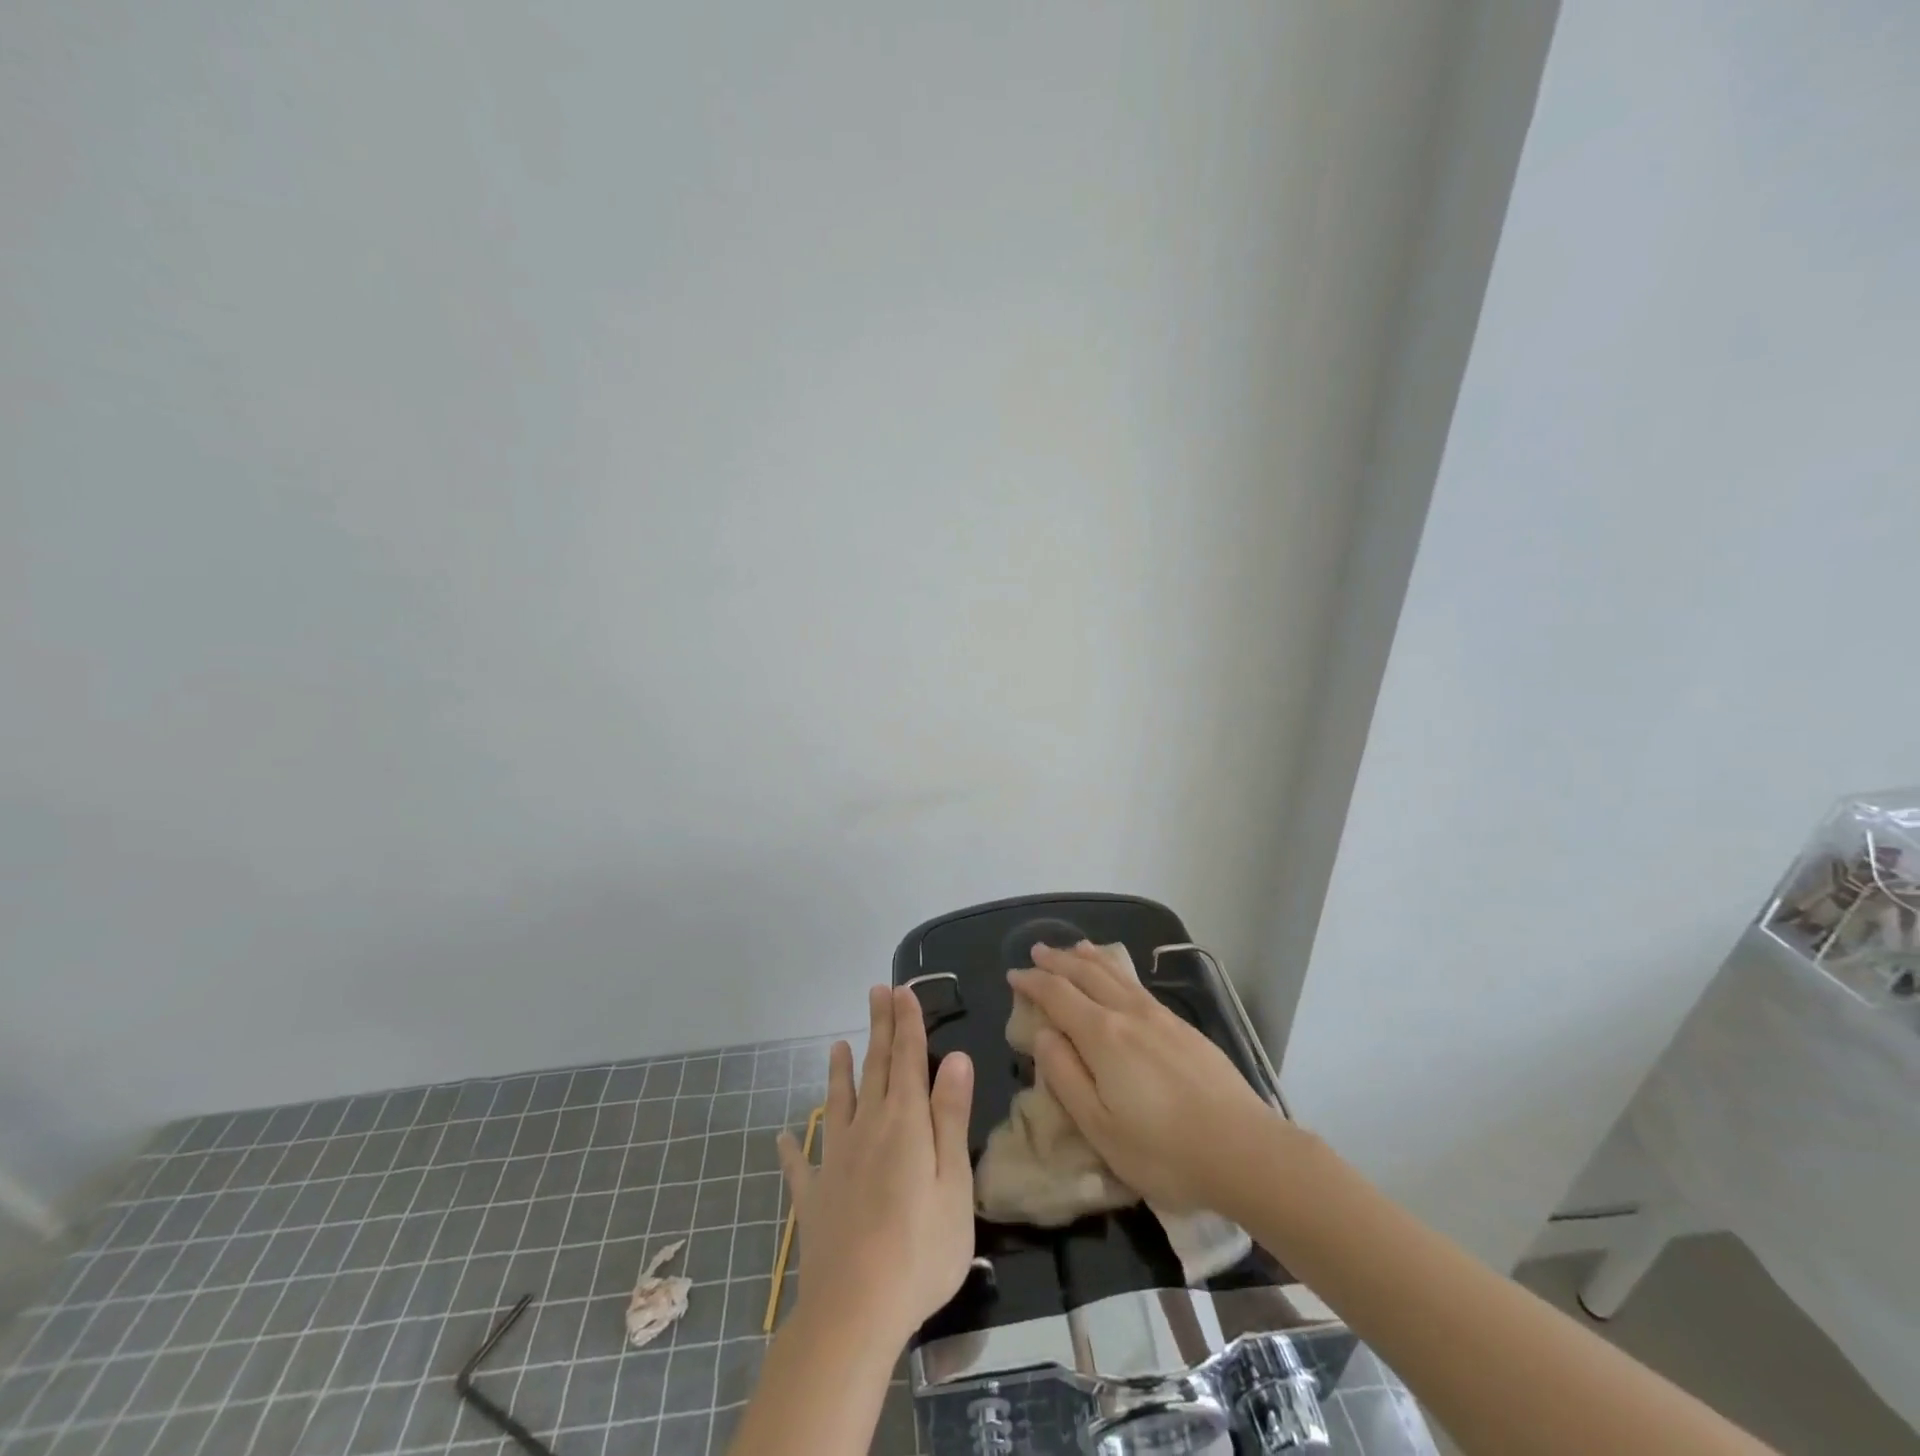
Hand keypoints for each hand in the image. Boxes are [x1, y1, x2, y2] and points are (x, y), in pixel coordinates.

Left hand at [777, 985, 975, 1347]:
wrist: (854, 1311)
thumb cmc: (920, 1248)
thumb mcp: (953, 1182)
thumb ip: (950, 1117)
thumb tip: (955, 1057)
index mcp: (904, 1123)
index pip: (908, 1058)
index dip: (907, 1022)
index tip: (902, 989)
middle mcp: (866, 1128)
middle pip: (875, 1068)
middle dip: (879, 1028)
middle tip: (877, 992)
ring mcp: (835, 1160)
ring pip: (838, 1102)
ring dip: (839, 1071)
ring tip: (837, 1045)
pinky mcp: (813, 1196)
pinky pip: (800, 1164)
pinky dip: (792, 1147)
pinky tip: (783, 1136)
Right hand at [1008, 942, 1278, 1211]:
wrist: (1246, 1151)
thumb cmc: (1164, 1151)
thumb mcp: (1100, 1127)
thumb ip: (1066, 1076)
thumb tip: (1043, 1034)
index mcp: (1102, 1035)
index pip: (1058, 995)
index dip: (1033, 982)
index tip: (1014, 974)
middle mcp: (1129, 1014)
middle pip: (1086, 974)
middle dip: (1058, 961)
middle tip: (1037, 951)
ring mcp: (1160, 1017)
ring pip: (1116, 974)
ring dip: (1089, 958)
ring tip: (1075, 948)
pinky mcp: (1184, 1028)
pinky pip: (1138, 985)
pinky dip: (1117, 971)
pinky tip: (1120, 977)